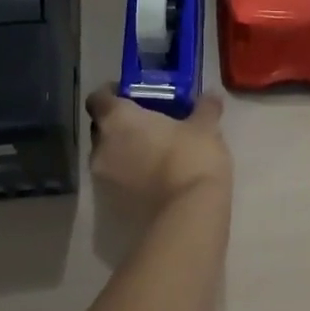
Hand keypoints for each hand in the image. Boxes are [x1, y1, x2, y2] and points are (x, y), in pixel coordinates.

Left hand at [87, 88, 231, 213]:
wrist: (187, 216)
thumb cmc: (190, 157)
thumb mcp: (205, 128)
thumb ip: (204, 108)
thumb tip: (211, 94)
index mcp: (117, 119)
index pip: (98, 98)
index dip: (111, 94)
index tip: (131, 95)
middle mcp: (101, 147)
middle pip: (101, 128)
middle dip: (119, 125)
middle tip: (147, 124)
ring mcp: (103, 180)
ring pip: (108, 157)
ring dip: (123, 153)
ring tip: (153, 153)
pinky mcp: (111, 207)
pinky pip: (117, 182)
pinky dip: (129, 177)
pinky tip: (154, 178)